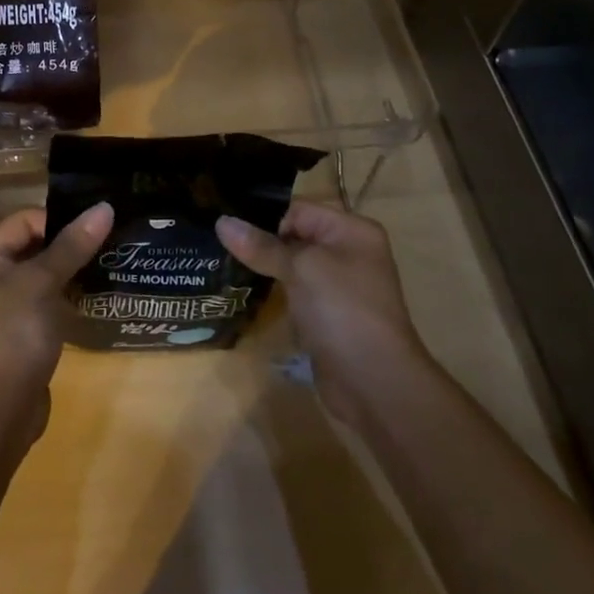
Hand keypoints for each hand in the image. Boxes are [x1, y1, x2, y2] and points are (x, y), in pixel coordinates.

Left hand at [0, 202, 113, 442]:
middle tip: (111, 242)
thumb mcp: (42, 283)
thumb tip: (104, 207)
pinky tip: (96, 298)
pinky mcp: (18, 337)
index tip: (98, 227)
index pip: (24, 221)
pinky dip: (67, 301)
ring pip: (41, 279)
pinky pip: (45, 306)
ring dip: (71, 274)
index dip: (60, 221)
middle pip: (32, 248)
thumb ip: (73, 245)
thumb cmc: (11, 335)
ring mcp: (0, 311)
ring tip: (110, 265)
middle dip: (69, 247)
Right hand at [217, 200, 424, 425]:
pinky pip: (295, 292)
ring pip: (292, 265)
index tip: (227, 227)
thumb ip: (261, 245)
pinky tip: (245, 291)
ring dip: (264, 268)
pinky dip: (274, 292)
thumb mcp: (300, 269)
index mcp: (351, 230)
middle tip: (218, 245)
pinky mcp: (327, 315)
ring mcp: (338, 286)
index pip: (297, 209)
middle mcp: (348, 252)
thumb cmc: (342, 310)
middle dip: (260, 241)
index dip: (264, 218)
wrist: (375, 384)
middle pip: (294, 235)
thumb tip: (221, 222)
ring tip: (224, 265)